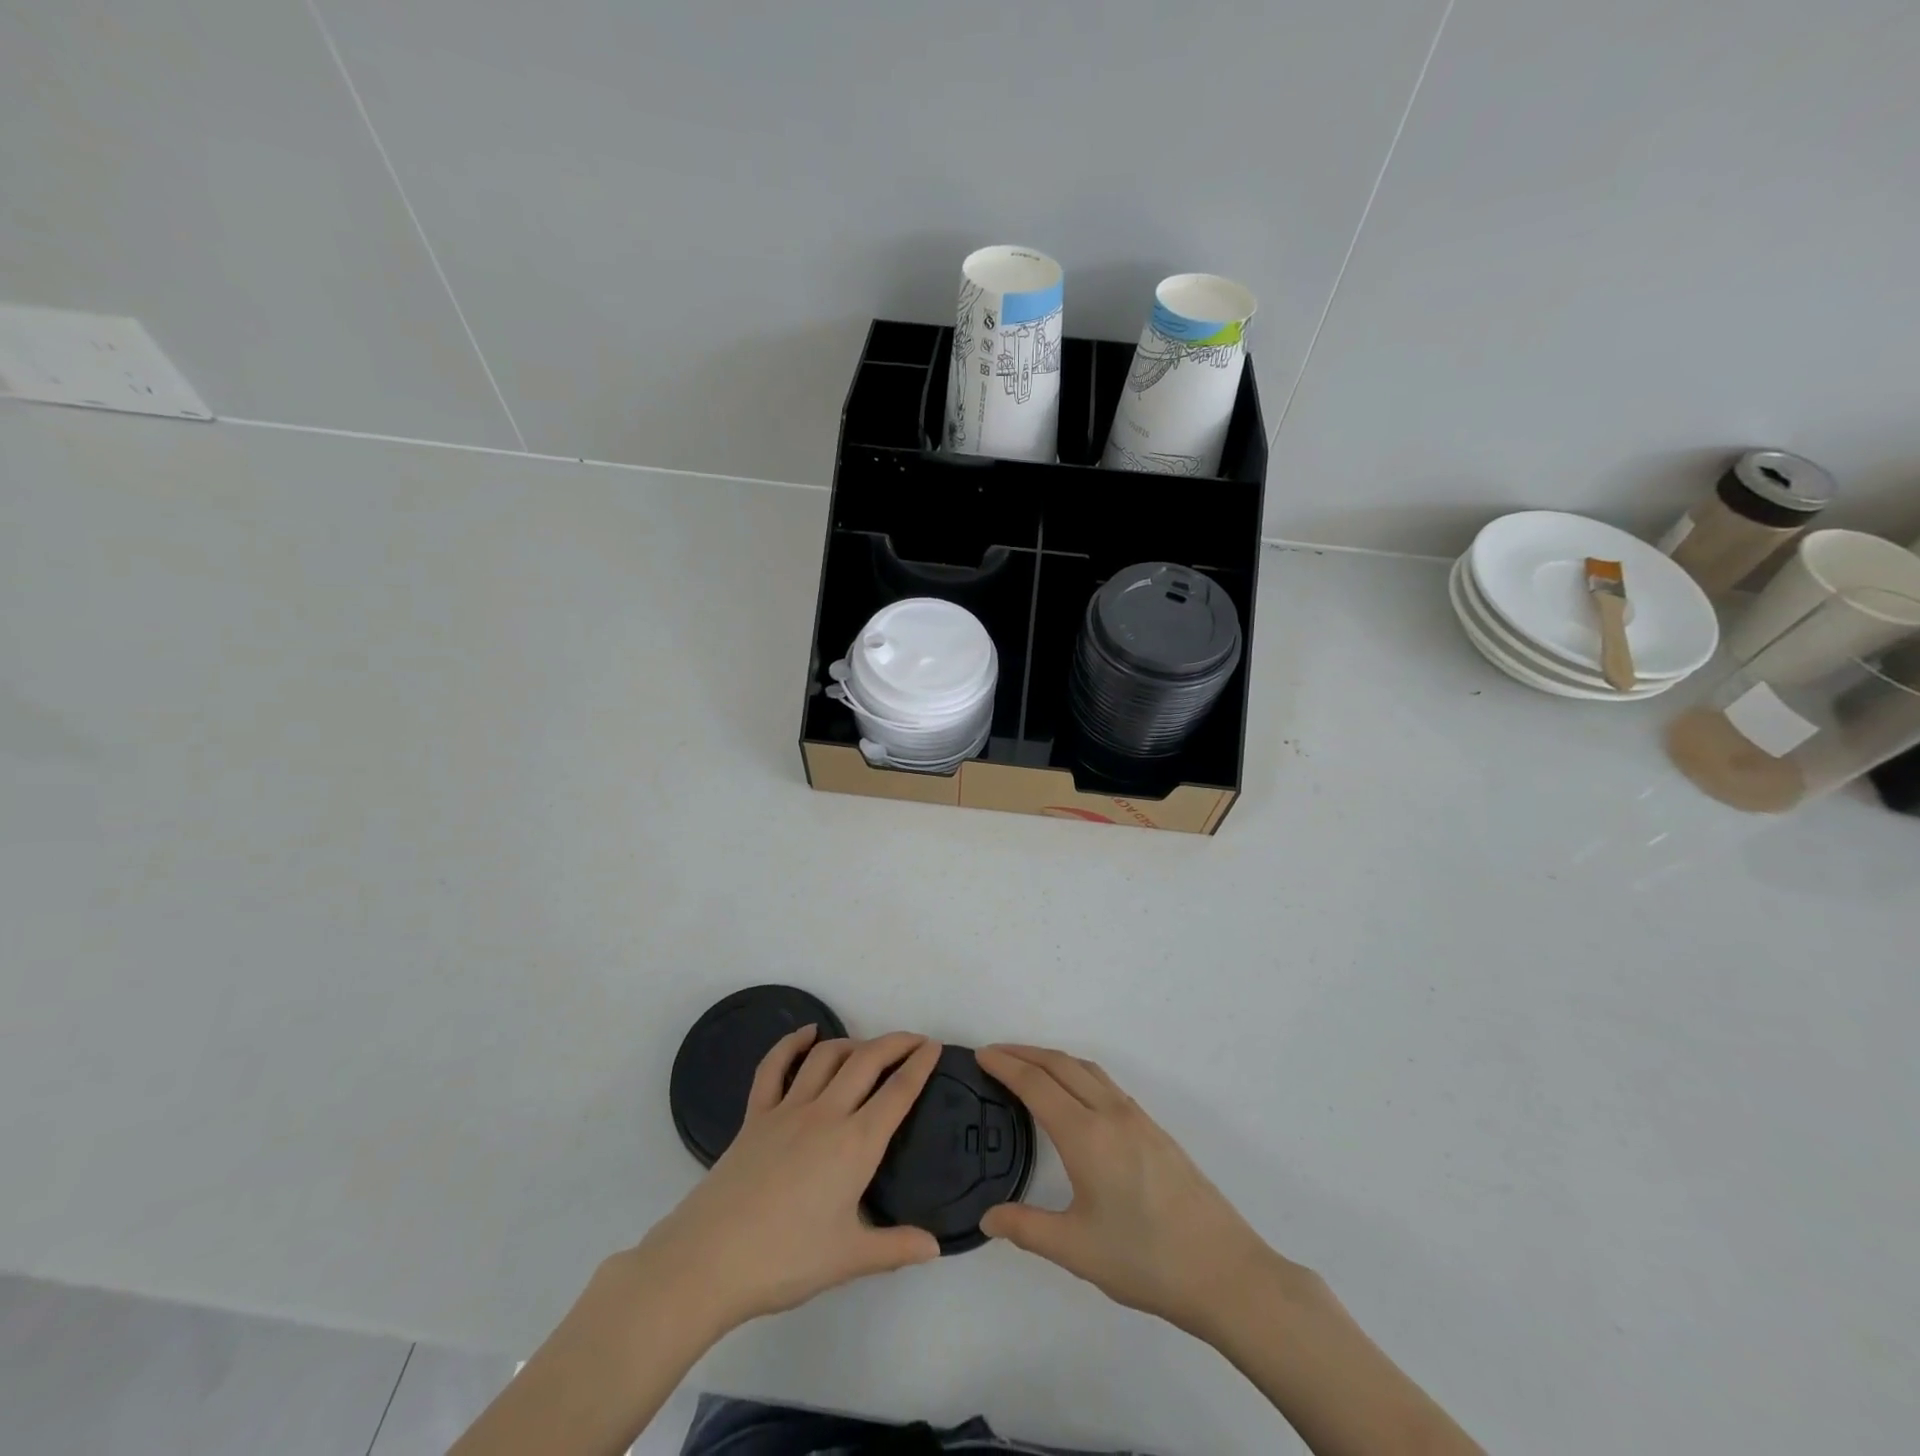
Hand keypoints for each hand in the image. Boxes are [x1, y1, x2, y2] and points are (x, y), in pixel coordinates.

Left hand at [635, 1027, 943, 1335]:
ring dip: (852, 1043)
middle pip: (867, 1061)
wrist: (709, 1260)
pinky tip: (805, 1033)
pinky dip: (790, 1043)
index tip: (935, 1047)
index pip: (898, 1092)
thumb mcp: (848, 1260)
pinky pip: (774, 1067)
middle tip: (914, 1041)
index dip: (920, 1065)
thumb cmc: (785, 1260)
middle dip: (895, 1043)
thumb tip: (935, 1246)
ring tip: (869, 1048)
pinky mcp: (756, 1115)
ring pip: (826, 1057)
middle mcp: (826, 1114)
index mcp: (856, 1144)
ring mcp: (787, 1109)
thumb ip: (896, 1248)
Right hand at [977, 1044, 1277, 1335]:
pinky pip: (1105, 1083)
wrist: (1224, 1271)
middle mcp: (1110, 1113)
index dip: (1006, 1065)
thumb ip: (1027, 1228)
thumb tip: (988, 1217)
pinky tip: (1074, 1095)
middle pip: (1061, 1065)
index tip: (981, 1054)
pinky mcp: (1154, 1129)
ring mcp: (1137, 1117)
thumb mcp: (1076, 1250)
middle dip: (1025, 1053)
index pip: (1036, 1084)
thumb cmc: (1145, 1260)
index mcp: (1086, 1135)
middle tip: (995, 1053)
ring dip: (1053, 1059)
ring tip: (1028, 1066)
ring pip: (1087, 1070)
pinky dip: (1077, 1073)